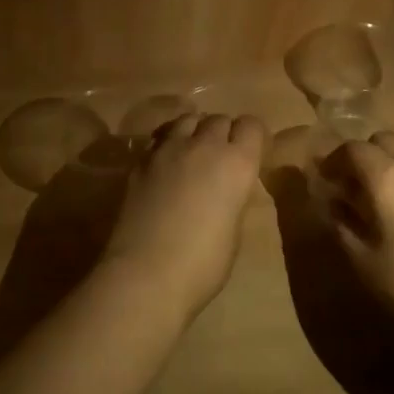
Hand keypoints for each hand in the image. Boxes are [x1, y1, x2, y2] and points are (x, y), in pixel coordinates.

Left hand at [99, 113, 266, 319]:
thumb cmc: (203, 264)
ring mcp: (168, 150)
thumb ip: (233, 197)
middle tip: (222, 158)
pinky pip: (161, 139)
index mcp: (237, 163)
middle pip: (219, 119)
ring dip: (195, 131)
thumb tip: (226, 188)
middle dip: (224, 133)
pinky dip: (169, 144)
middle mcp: (204, 146)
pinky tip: (167, 167)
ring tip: (193, 153)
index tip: (252, 154)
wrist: (146, 274)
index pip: (252, 125)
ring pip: (187, 120)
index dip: (253, 137)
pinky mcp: (140, 161)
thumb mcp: (234, 230)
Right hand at [318, 132, 393, 336]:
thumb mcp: (364, 260)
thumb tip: (332, 204)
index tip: (327, 180)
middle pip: (386, 140)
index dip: (335, 160)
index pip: (353, 149)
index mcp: (387, 178)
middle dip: (367, 156)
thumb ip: (342, 225)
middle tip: (357, 186)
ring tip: (392, 196)